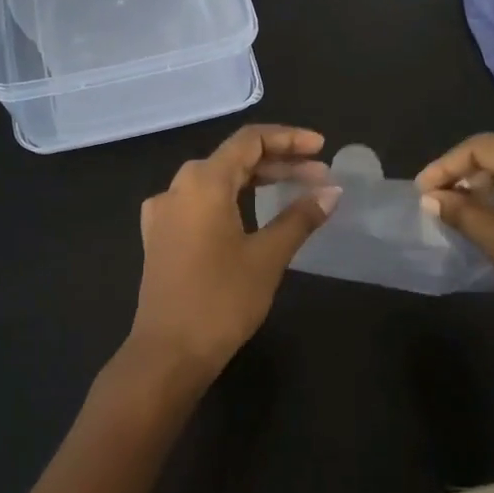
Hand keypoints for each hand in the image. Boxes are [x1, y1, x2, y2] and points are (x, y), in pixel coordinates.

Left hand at [127, 124, 341, 385]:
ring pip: (217, 182)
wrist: (168, 353)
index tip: (322, 148)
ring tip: (296, 192)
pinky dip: (233, 201)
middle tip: (319, 177)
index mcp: (203, 182)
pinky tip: (254, 216)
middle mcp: (178, 187)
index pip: (249, 141)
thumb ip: (300, 217)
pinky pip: (201, 204)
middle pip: (233, 159)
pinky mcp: (161, 236)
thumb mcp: (268, 256)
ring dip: (257, 182)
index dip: (289, 139)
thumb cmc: (221, 300)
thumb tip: (332, 192)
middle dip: (279, 163)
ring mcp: (164, 212)